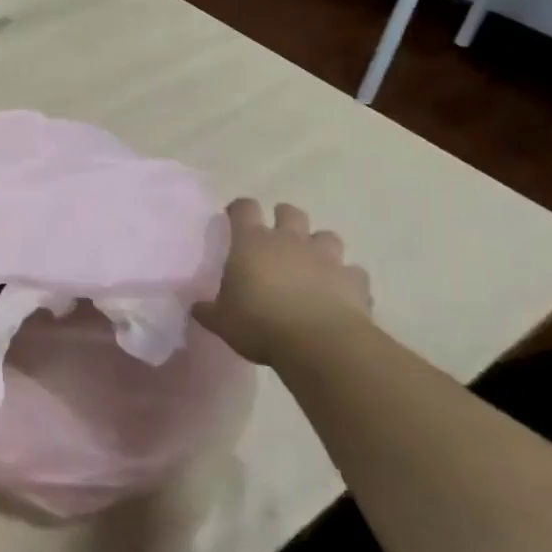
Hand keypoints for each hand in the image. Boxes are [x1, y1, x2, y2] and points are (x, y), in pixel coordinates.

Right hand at [195, 200, 372, 365]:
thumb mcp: (222, 321)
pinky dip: (346, 279)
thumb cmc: (259, 324)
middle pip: (289, 212)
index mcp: (252, 242)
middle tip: (276, 237)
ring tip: (312, 263)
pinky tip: (340, 293)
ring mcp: (326, 257)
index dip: (239, 209)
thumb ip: (209, 310)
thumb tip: (196, 307)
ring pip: (327, 236)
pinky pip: (353, 272)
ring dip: (319, 245)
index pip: (244, 208)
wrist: (319, 343)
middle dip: (283, 218)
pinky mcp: (354, 280)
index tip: (234, 217)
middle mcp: (289, 240)